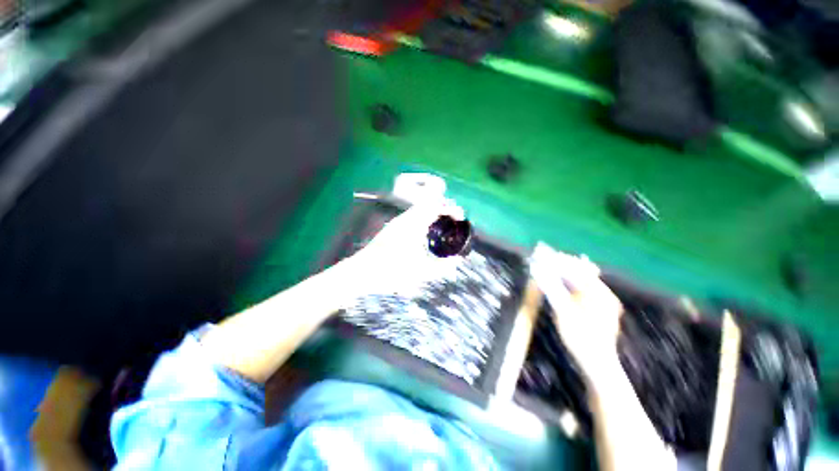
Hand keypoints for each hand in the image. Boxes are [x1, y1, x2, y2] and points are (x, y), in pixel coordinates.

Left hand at [348, 199, 465, 296]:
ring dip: (433, 214)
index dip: (450, 208)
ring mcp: (397, 223)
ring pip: (420, 210)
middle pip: (428, 204)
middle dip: (443, 209)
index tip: (460, 217)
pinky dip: (425, 220)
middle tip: (454, 220)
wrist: (361, 273)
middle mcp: (405, 219)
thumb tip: (457, 262)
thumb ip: (441, 267)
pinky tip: (426, 234)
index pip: (436, 206)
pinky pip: (413, 217)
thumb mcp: (420, 272)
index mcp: (413, 224)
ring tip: (443, 226)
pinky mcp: (392, 229)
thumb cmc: (391, 272)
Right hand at [529, 243, 623, 380]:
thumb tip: (538, 271)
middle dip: (561, 266)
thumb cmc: (580, 337)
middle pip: (580, 273)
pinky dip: (570, 285)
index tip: (543, 255)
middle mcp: (603, 293)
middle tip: (543, 261)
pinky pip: (583, 290)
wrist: (597, 363)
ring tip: (548, 269)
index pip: (577, 269)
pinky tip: (560, 283)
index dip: (559, 261)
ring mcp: (603, 302)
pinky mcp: (599, 309)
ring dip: (564, 275)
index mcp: (598, 293)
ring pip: (581, 281)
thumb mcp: (563, 311)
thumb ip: (552, 288)